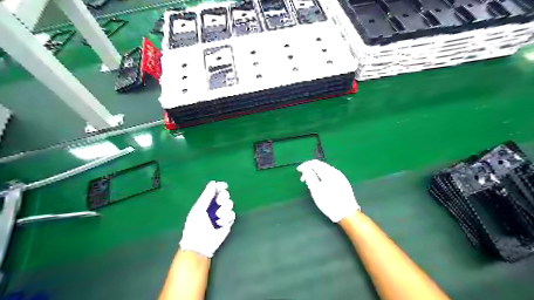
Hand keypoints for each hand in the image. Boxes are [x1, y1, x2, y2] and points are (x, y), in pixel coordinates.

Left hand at [180, 180, 234, 257]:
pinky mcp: (228, 223)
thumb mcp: (199, 209)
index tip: (223, 186)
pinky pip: (232, 215)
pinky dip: (226, 218)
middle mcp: (215, 207)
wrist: (199, 245)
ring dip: (224, 209)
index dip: (220, 187)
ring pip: (230, 204)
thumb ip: (206, 195)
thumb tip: (213, 182)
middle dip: (223, 197)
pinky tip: (220, 224)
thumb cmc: (195, 226)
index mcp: (206, 202)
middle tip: (219, 202)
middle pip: (225, 195)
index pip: (216, 190)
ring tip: (217, 217)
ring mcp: (222, 215)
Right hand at [296, 159, 358, 222]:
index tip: (298, 171)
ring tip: (311, 182)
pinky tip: (320, 184)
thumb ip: (309, 177)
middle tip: (303, 179)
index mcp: (328, 172)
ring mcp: (341, 176)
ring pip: (325, 170)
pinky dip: (322, 176)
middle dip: (310, 169)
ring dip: (316, 173)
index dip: (305, 165)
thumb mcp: (315, 190)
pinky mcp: (343, 182)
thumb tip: (305, 169)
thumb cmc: (329, 202)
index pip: (315, 163)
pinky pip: (330, 174)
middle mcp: (335, 172)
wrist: (347, 213)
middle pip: (321, 165)